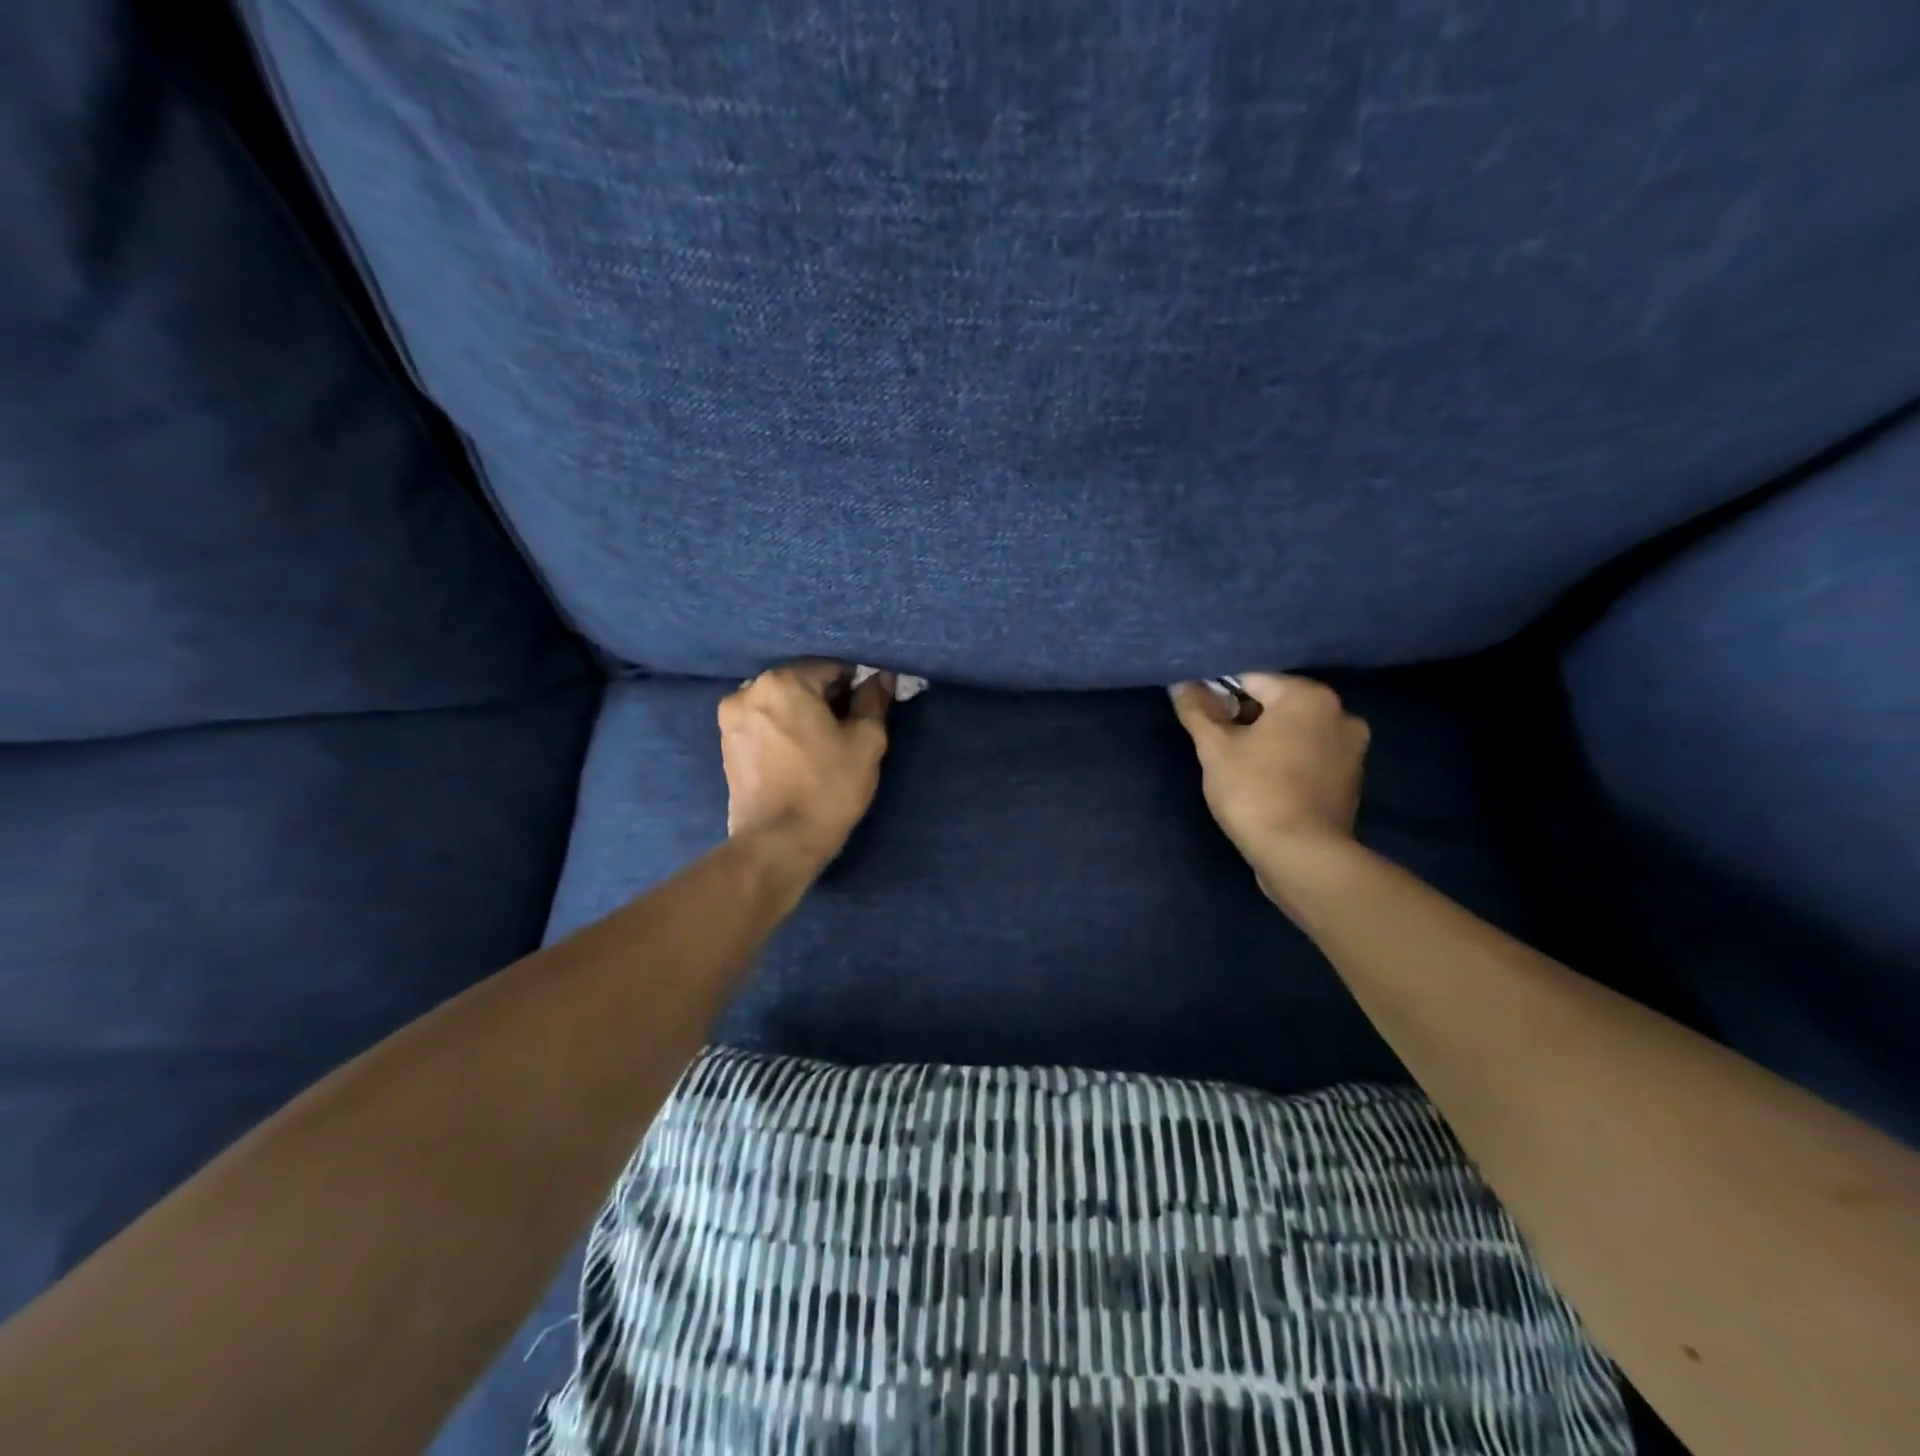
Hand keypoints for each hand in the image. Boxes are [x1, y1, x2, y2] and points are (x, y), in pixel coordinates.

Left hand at [719, 660, 892, 863]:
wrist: (778, 844)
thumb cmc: (828, 788)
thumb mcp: (865, 742)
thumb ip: (873, 701)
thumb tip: (880, 678)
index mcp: (782, 681)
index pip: (831, 667)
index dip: (855, 685)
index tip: (868, 709)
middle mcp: (749, 690)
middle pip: (801, 683)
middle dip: (826, 699)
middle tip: (849, 728)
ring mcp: (731, 719)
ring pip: (780, 704)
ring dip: (802, 715)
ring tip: (824, 745)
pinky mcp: (727, 746)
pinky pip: (763, 725)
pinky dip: (783, 731)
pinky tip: (800, 755)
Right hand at [1170, 673, 1369, 885]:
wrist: (1301, 856)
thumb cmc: (1254, 792)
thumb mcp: (1214, 749)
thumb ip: (1197, 711)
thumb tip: (1181, 684)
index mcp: (1309, 697)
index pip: (1252, 679)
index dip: (1219, 695)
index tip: (1200, 719)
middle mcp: (1340, 713)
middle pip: (1277, 704)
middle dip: (1245, 719)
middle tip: (1217, 745)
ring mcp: (1352, 748)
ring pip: (1295, 731)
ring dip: (1267, 740)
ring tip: (1239, 767)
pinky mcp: (1350, 779)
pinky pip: (1310, 756)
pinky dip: (1287, 761)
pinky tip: (1265, 783)